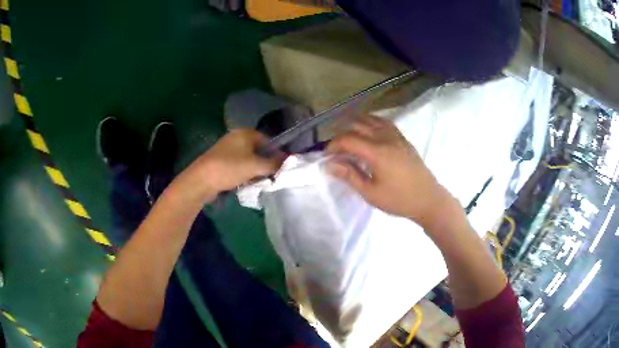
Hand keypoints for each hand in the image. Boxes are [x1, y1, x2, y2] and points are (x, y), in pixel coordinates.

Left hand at [185, 130, 283, 197]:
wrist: (202, 180)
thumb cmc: (230, 168)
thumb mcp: (256, 166)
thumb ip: (273, 163)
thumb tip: (287, 160)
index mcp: (245, 133)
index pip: (267, 140)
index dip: (275, 152)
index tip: (280, 167)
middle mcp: (236, 137)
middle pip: (257, 150)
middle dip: (264, 163)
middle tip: (269, 176)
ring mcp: (226, 149)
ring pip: (247, 159)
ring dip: (253, 170)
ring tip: (256, 181)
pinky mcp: (220, 160)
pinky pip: (237, 165)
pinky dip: (243, 173)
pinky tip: (244, 183)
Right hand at [326, 116, 451, 228]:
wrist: (428, 199)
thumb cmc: (399, 200)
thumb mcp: (371, 193)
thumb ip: (349, 175)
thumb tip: (329, 165)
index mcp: (377, 152)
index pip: (348, 139)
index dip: (333, 145)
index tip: (327, 156)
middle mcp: (385, 138)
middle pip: (357, 125)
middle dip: (341, 134)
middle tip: (336, 149)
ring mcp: (396, 136)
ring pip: (370, 119)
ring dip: (355, 124)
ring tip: (348, 137)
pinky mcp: (403, 138)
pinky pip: (384, 122)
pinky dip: (370, 122)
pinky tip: (368, 130)